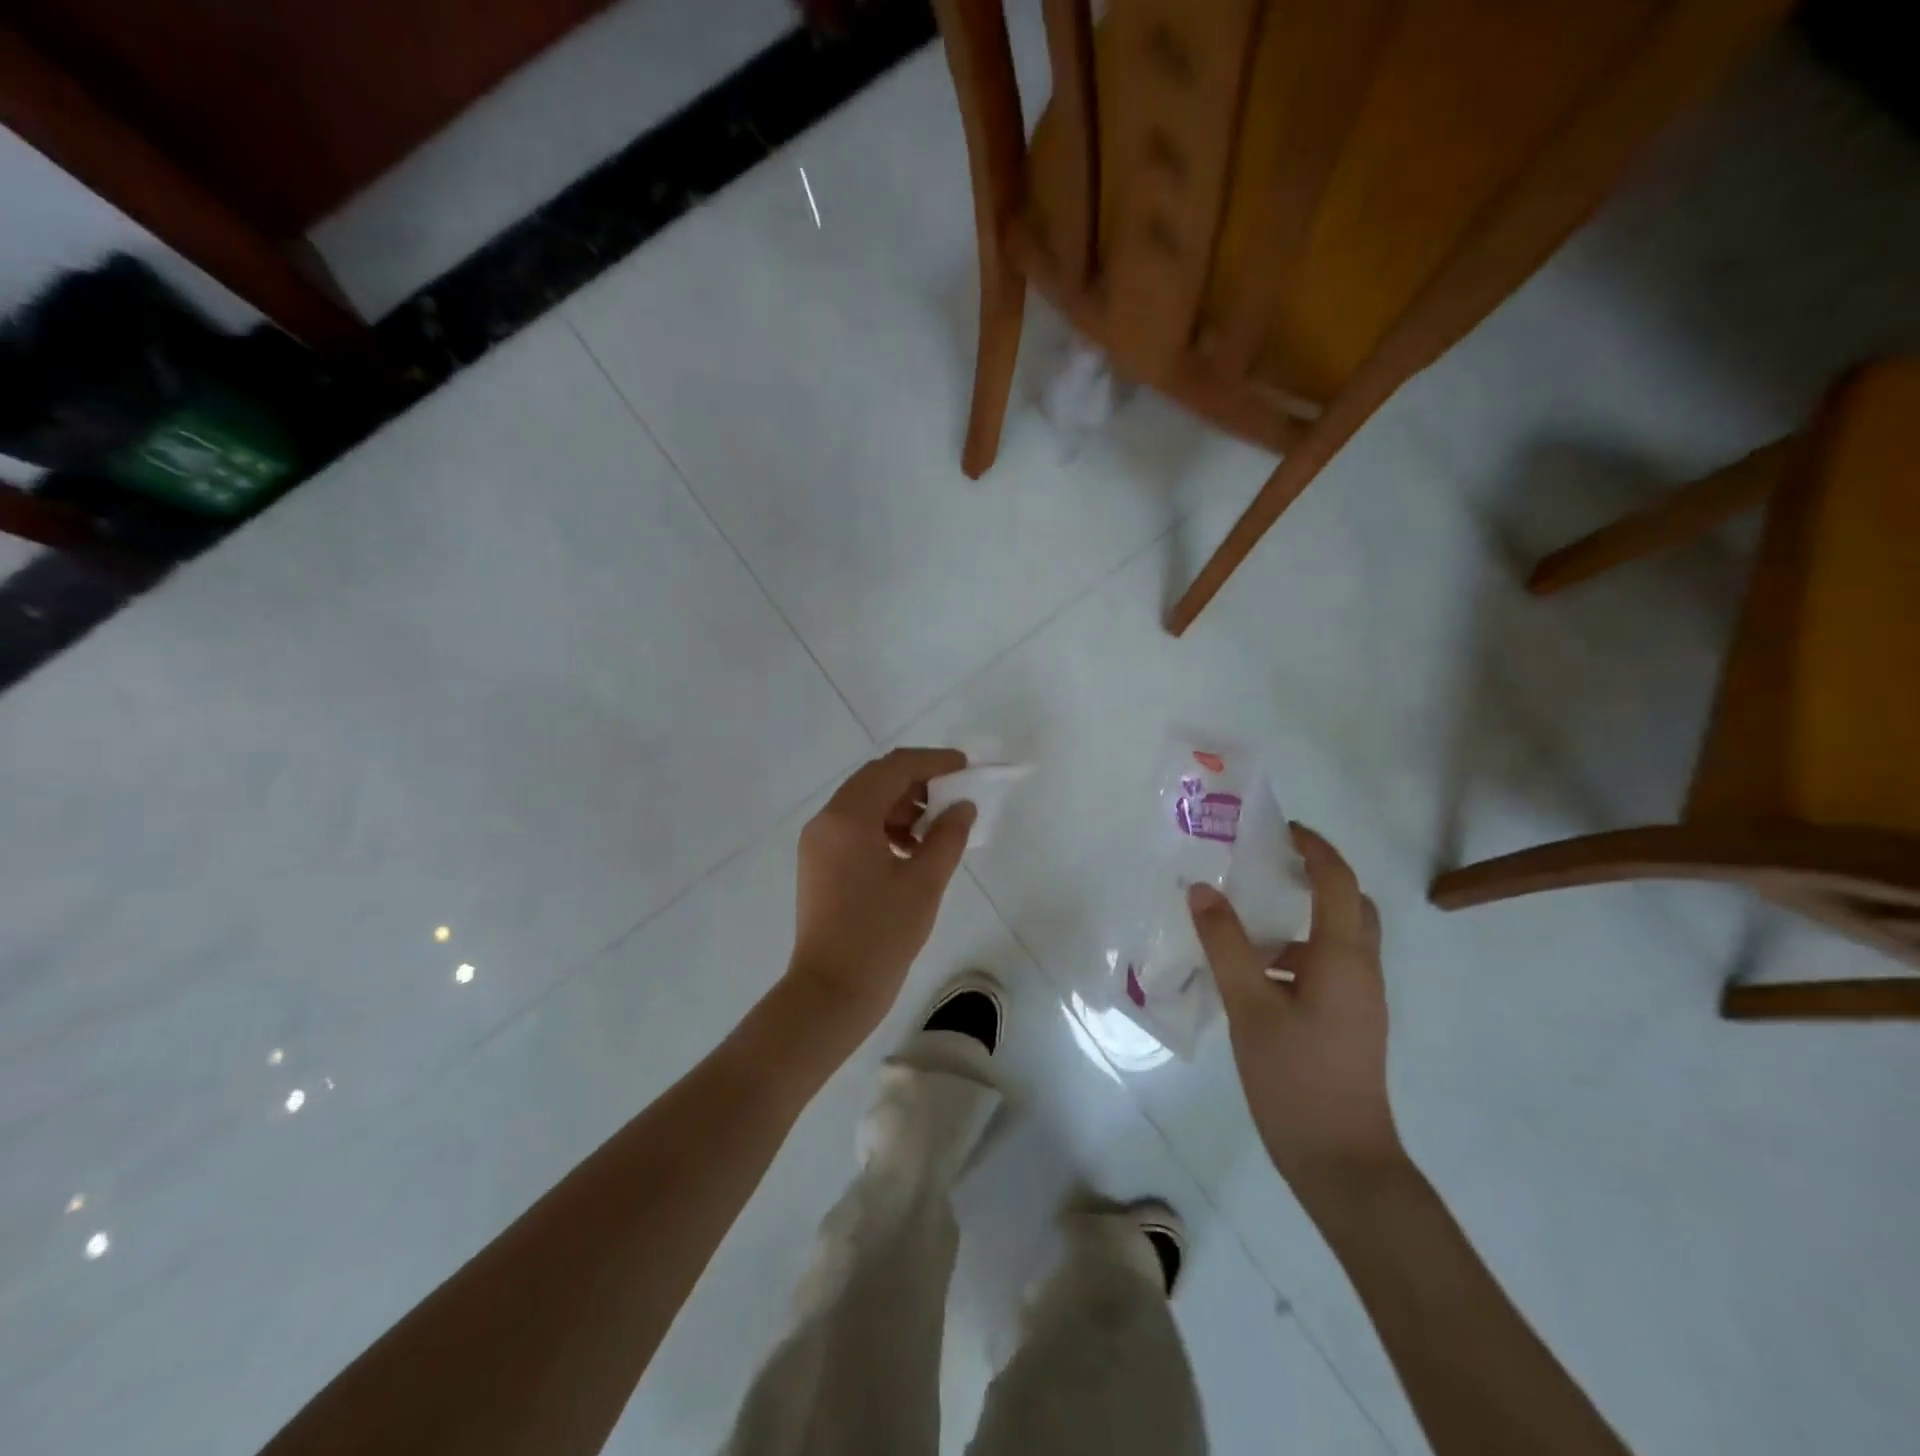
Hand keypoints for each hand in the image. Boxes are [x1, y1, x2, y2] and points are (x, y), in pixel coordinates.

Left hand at [785, 748, 976, 1037]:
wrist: (831, 992)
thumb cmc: (880, 935)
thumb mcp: (924, 883)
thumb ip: (948, 836)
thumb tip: (963, 807)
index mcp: (848, 817)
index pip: (894, 768)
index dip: (933, 762)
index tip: (965, 768)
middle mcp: (826, 820)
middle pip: (876, 780)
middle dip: (918, 782)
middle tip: (955, 796)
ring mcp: (818, 842)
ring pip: (865, 803)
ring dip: (902, 805)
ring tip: (937, 829)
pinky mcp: (818, 863)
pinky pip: (854, 828)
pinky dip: (885, 827)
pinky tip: (911, 850)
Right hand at [1187, 824, 1400, 1186]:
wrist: (1342, 1163)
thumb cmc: (1296, 1078)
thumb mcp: (1250, 1006)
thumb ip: (1226, 945)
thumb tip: (1203, 889)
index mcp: (1343, 958)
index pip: (1338, 881)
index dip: (1314, 848)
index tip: (1279, 829)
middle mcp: (1360, 971)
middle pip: (1351, 905)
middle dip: (1316, 876)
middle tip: (1268, 865)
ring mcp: (1358, 1000)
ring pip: (1337, 939)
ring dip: (1300, 918)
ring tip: (1245, 920)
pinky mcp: (1348, 1023)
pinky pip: (1326, 968)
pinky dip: (1295, 954)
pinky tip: (1252, 974)